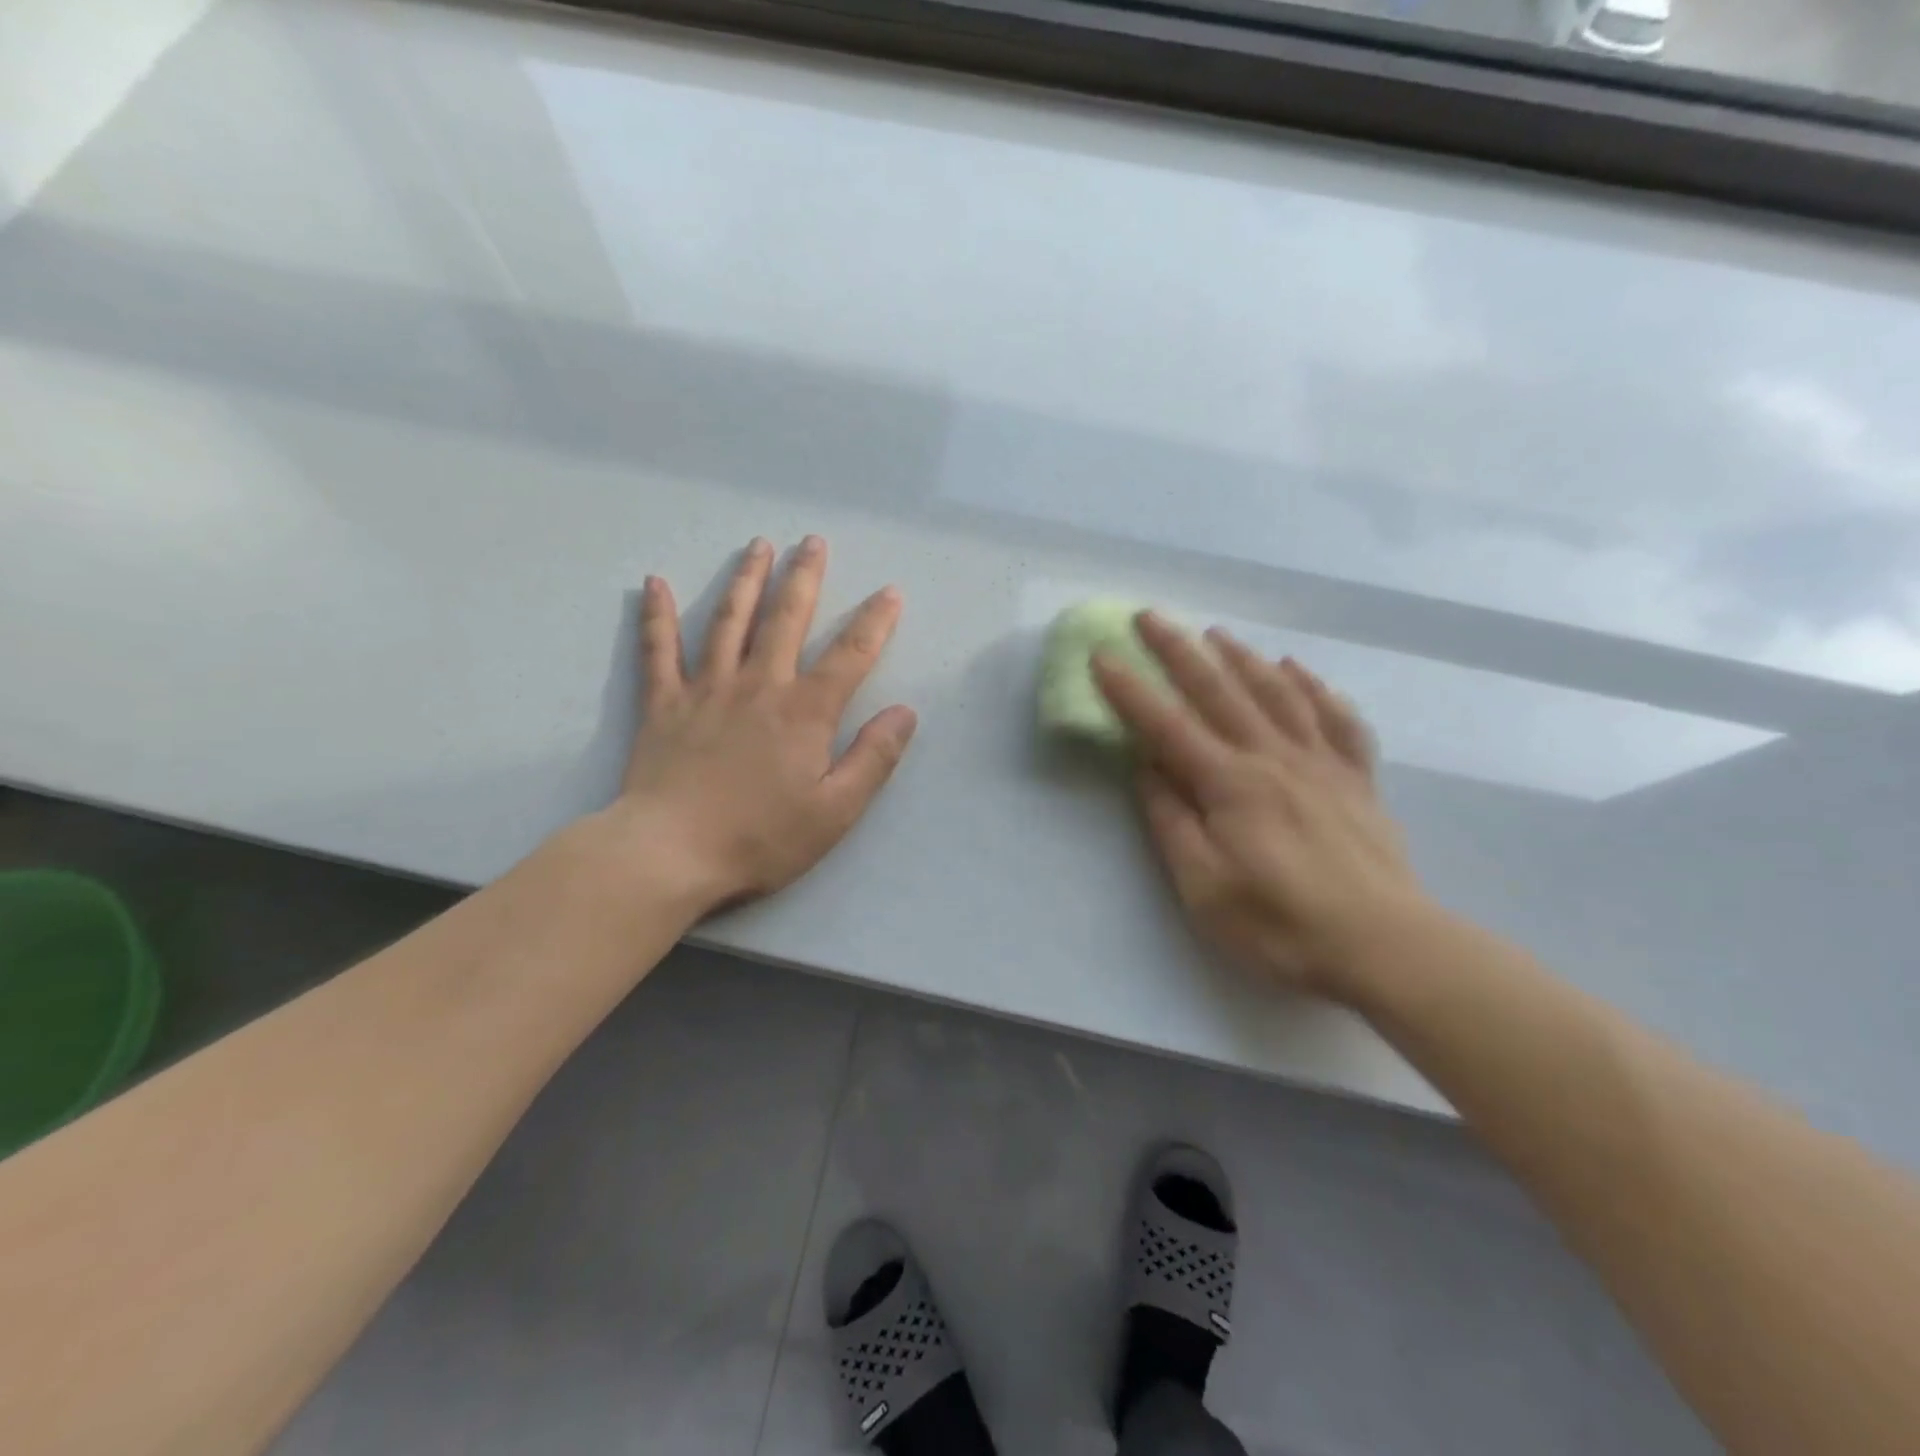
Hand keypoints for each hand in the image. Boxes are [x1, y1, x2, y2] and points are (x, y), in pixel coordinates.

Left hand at [612, 536, 916, 913]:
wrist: (671, 853)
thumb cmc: (761, 837)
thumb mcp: (836, 810)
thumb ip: (874, 758)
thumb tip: (905, 712)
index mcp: (805, 712)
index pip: (850, 656)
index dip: (874, 622)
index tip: (890, 592)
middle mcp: (759, 685)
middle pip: (786, 619)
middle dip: (804, 578)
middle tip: (813, 541)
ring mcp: (707, 689)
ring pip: (728, 621)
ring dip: (746, 580)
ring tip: (758, 545)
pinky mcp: (665, 705)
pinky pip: (659, 650)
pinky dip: (657, 615)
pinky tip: (656, 583)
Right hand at [1094, 613, 1427, 1001]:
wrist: (1385, 946)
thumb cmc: (1281, 924)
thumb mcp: (1203, 887)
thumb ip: (1172, 821)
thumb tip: (1147, 769)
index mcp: (1230, 784)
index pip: (1167, 726)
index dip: (1130, 690)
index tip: (1103, 655)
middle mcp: (1273, 757)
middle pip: (1219, 691)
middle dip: (1178, 650)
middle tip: (1150, 616)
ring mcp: (1321, 763)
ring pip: (1277, 692)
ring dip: (1242, 658)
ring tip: (1216, 634)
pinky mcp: (1356, 778)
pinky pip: (1337, 718)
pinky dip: (1315, 688)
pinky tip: (1298, 670)